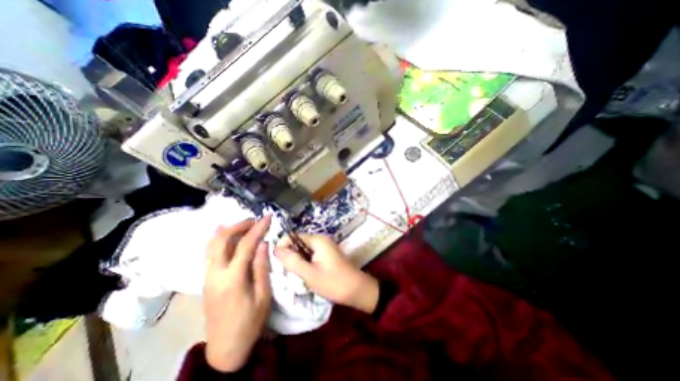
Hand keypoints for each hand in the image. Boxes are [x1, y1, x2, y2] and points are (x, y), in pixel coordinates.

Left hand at [203, 217, 272, 371]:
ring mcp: (208, 276)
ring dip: (228, 230)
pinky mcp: (207, 280)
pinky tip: (223, 233)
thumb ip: (261, 266)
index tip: (267, 217)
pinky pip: (210, 254)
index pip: (246, 244)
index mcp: (233, 278)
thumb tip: (263, 243)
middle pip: (222, 240)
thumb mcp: (263, 295)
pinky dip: (218, 240)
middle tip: (254, 220)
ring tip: (243, 224)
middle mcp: (216, 273)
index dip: (258, 228)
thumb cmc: (250, 322)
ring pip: (212, 245)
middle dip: (239, 225)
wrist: (225, 348)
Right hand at [275, 236, 379, 311]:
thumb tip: (276, 249)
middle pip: (298, 242)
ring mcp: (325, 246)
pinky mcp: (327, 253)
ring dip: (298, 260)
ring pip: (304, 249)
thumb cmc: (333, 282)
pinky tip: (306, 273)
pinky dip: (305, 262)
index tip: (278, 263)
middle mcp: (321, 239)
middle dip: (290, 255)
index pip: (292, 237)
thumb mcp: (309, 274)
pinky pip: (311, 254)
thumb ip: (292, 260)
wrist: (357, 289)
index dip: (283, 247)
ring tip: (296, 274)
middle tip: (287, 271)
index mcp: (317, 239)